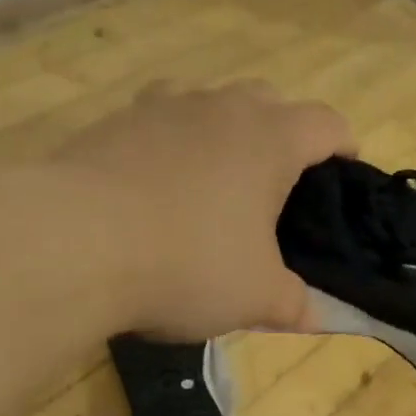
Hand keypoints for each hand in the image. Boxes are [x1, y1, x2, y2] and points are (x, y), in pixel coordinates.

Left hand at [52, 81, 355, 340]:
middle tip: (278, 185)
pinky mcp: (113, 122)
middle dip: (284, 133)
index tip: (345, 173)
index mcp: (271, 139)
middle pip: (271, 100)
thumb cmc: (187, 263)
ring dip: (224, 131)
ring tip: (216, 181)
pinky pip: (159, 120)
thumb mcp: (255, 297)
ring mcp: (162, 107)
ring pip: (210, 102)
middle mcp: (221, 108)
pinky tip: (156, 188)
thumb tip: (316, 315)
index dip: (345, 145)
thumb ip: (295, 303)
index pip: (328, 124)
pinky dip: (171, 143)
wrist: (70, 243)